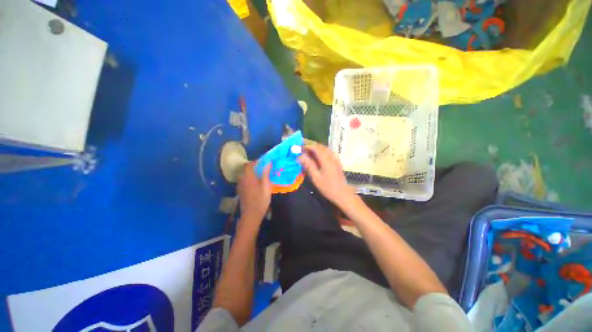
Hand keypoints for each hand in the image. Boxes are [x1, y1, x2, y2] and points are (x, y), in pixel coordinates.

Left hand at [237, 162, 271, 229]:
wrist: (251, 215)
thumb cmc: (260, 200)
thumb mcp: (266, 186)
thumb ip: (266, 173)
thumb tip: (268, 162)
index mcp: (248, 176)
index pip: (251, 163)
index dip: (259, 161)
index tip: (266, 162)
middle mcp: (242, 178)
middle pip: (247, 168)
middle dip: (255, 166)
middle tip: (265, 168)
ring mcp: (240, 185)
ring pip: (245, 173)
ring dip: (253, 171)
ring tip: (262, 174)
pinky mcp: (240, 190)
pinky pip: (245, 179)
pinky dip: (250, 177)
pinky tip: (256, 183)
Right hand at [299, 144, 355, 205]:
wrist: (342, 195)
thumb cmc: (328, 187)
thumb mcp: (316, 177)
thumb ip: (308, 165)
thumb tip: (300, 156)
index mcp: (326, 160)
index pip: (316, 148)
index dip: (307, 146)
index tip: (300, 147)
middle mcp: (332, 157)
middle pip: (321, 147)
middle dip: (311, 146)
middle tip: (302, 149)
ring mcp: (336, 160)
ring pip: (325, 149)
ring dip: (316, 149)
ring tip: (308, 152)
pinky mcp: (337, 163)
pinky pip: (329, 153)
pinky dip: (322, 152)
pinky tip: (318, 157)